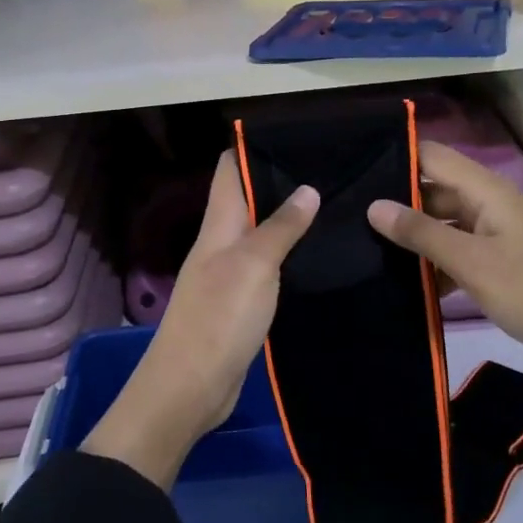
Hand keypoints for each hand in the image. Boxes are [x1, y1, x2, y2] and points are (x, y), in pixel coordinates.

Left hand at [83, 153, 318, 487]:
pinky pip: (267, 268)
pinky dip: (289, 256)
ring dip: (287, 220)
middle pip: (247, 200)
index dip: (252, 148)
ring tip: (333, 204)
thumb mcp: (253, 266)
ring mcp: (229, 275)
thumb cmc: (218, 318)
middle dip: (280, 182)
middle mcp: (221, 243)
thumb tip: (307, 188)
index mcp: (218, 225)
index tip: (295, 134)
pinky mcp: (241, 304)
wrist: (190, 388)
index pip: (228, 170)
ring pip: (259, 234)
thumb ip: (280, 227)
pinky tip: (318, 255)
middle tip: (330, 169)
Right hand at [365, 141, 522, 439]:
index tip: (354, 171)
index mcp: (488, 191)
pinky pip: (456, 251)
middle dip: (398, 202)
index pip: (433, 157)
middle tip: (350, 218)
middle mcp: (490, 204)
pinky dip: (434, 263)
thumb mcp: (471, 263)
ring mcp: (495, 234)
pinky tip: (405, 283)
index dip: (396, 158)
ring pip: (443, 223)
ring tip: (366, 248)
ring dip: (414, 236)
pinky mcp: (497, 262)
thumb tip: (373, 206)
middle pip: (435, 190)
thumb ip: (422, 233)